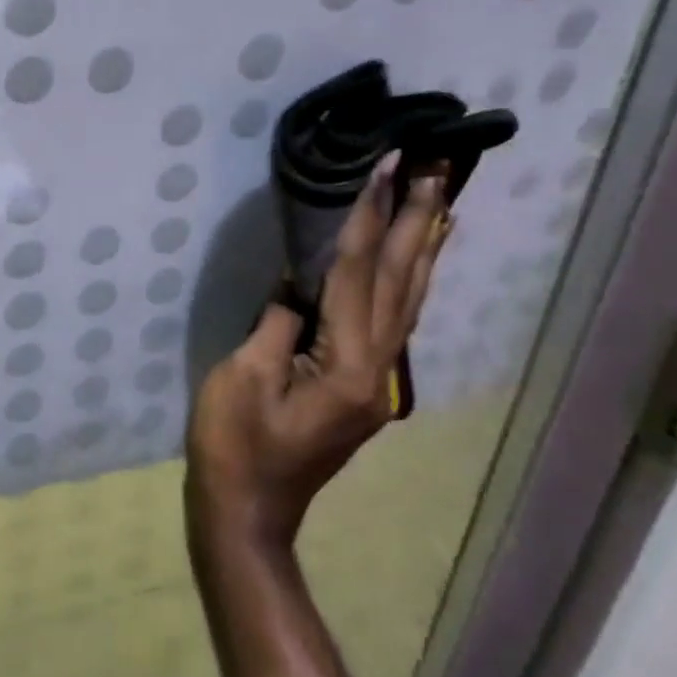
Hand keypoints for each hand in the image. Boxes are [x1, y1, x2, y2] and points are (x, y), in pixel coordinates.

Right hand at [185, 153, 450, 553]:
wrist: (248, 511)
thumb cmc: (234, 444)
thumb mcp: (243, 375)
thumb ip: (278, 320)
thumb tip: (302, 280)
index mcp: (345, 364)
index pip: (360, 272)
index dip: (371, 214)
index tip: (389, 165)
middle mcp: (377, 368)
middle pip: (403, 280)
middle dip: (418, 218)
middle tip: (438, 165)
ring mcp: (377, 379)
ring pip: (410, 299)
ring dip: (425, 244)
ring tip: (441, 196)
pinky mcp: (365, 384)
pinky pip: (396, 318)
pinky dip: (411, 279)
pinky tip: (416, 259)